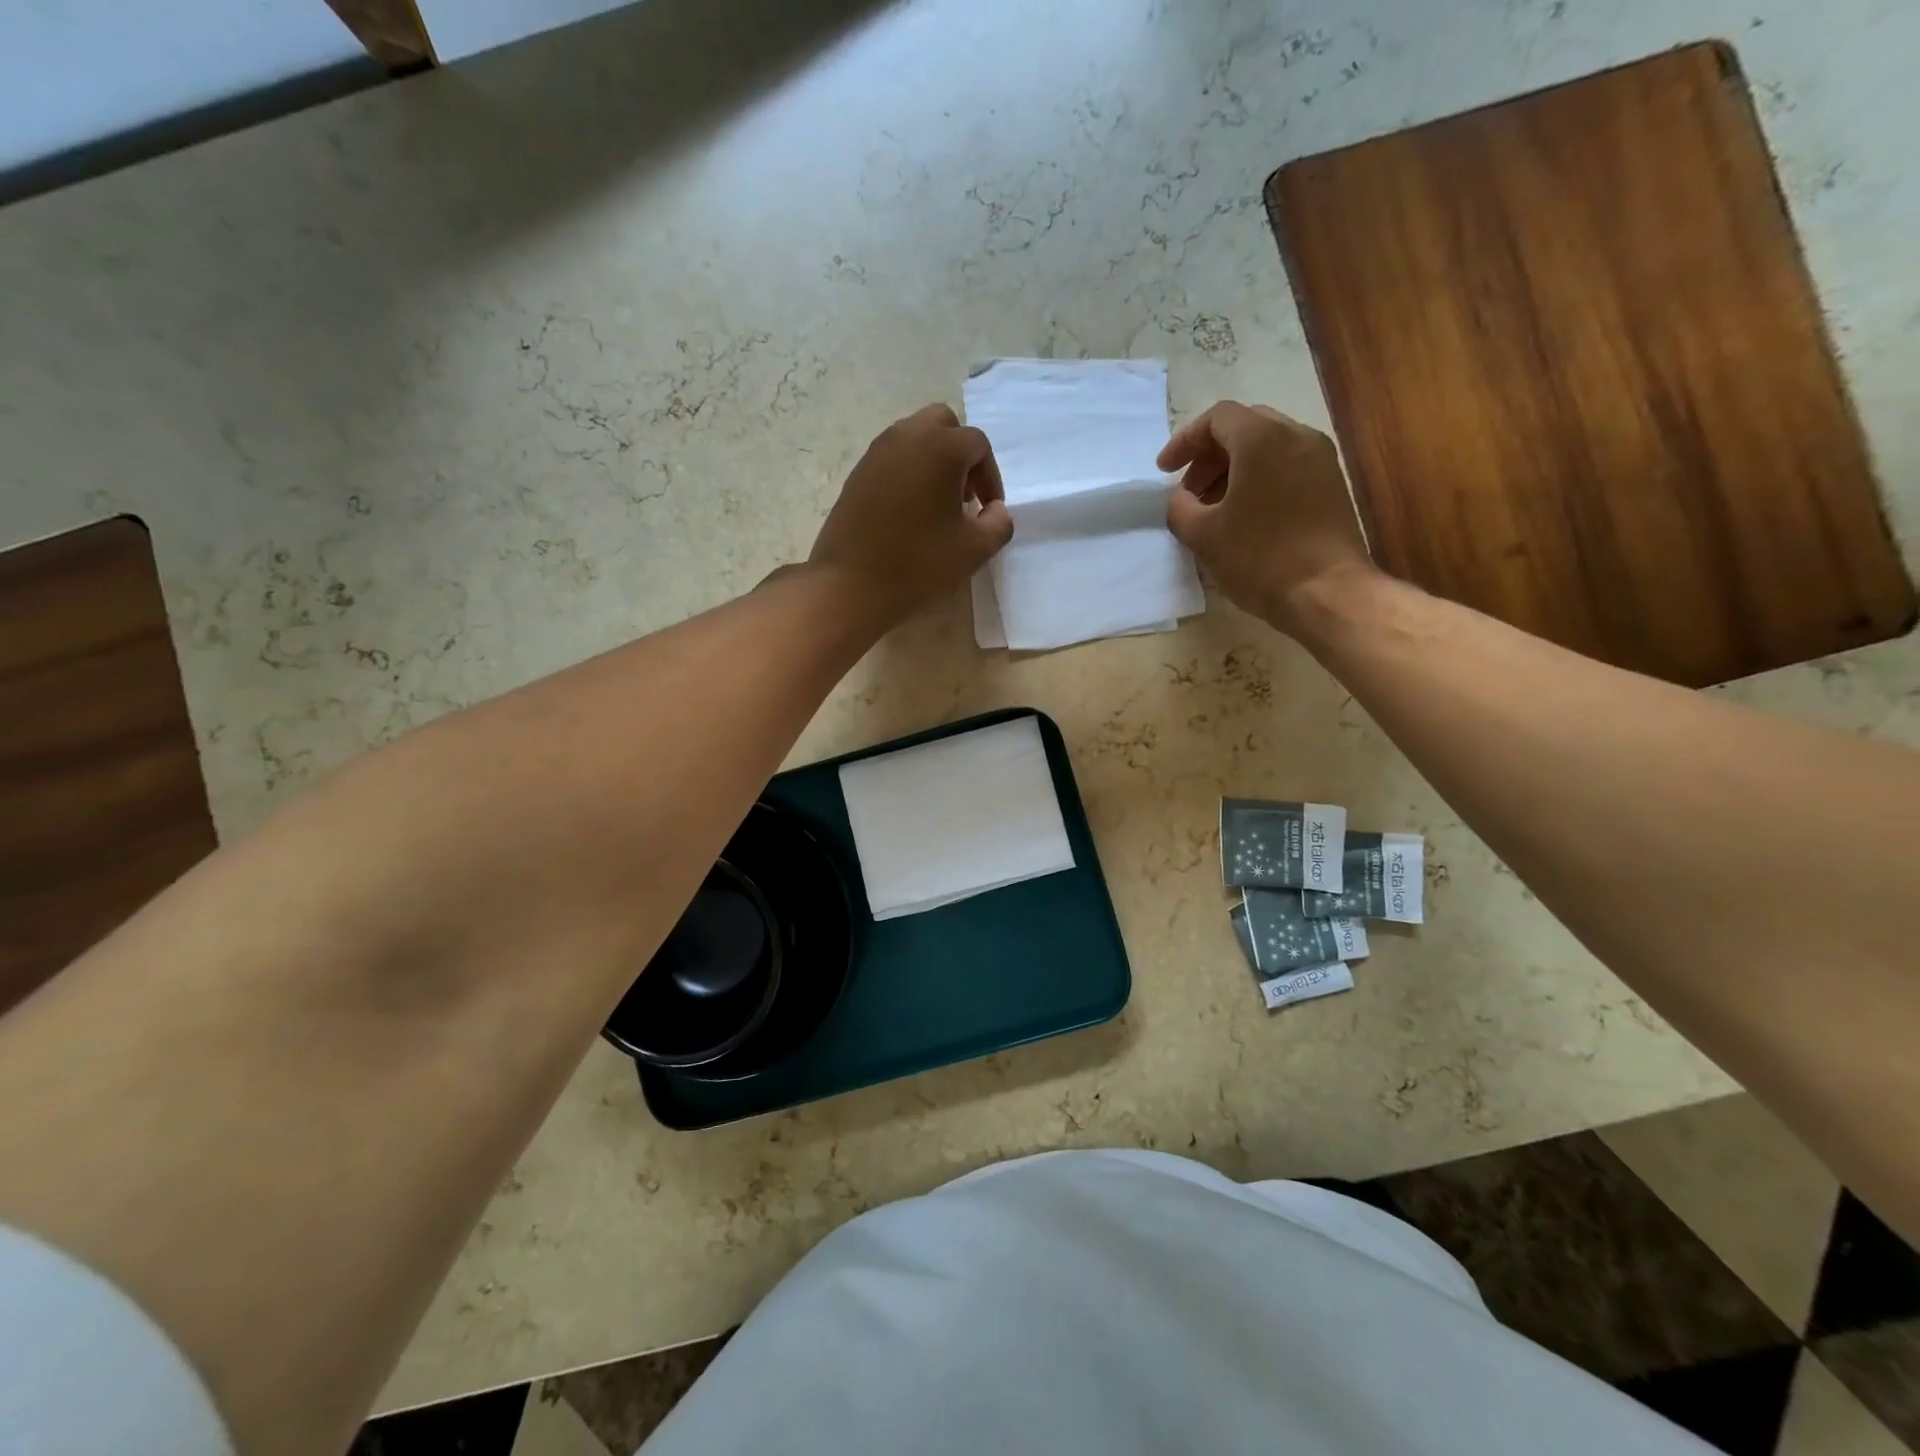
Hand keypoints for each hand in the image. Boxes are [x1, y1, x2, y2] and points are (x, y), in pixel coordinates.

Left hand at [806, 404, 1013, 625]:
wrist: (851, 584)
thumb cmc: (918, 564)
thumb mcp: (973, 550)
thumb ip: (998, 524)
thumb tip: (996, 511)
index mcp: (941, 447)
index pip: (978, 445)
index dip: (991, 477)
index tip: (988, 511)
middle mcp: (907, 436)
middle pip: (943, 424)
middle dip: (960, 455)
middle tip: (964, 496)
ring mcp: (876, 452)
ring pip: (915, 437)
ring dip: (933, 462)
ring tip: (937, 505)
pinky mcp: (857, 473)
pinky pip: (892, 458)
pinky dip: (908, 472)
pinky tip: (909, 512)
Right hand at [1158, 401, 1374, 634]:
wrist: (1328, 592)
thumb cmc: (1259, 558)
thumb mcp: (1202, 535)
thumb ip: (1180, 507)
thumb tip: (1181, 499)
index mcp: (1262, 438)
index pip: (1217, 418)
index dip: (1184, 441)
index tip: (1165, 471)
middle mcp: (1296, 436)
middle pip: (1244, 427)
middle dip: (1209, 456)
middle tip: (1189, 491)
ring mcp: (1320, 459)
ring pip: (1267, 447)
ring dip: (1233, 469)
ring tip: (1213, 508)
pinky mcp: (1331, 485)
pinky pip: (1287, 466)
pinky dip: (1259, 479)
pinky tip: (1244, 516)